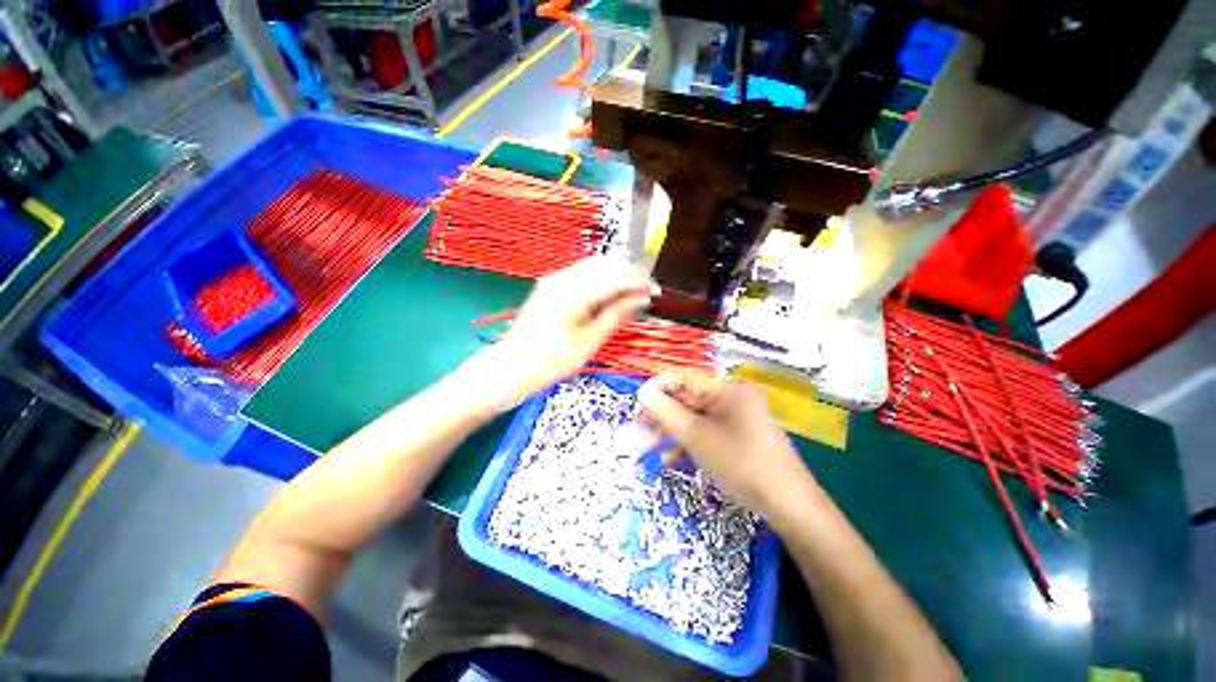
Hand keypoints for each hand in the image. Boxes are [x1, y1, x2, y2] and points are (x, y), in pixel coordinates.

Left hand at [467, 257, 655, 412]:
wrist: (513, 365)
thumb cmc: (552, 361)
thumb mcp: (590, 341)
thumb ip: (616, 314)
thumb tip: (641, 298)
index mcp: (572, 293)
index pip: (614, 277)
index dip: (637, 281)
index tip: (655, 290)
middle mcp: (562, 278)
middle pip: (604, 264)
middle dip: (627, 274)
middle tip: (642, 295)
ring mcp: (554, 279)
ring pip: (593, 266)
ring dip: (614, 276)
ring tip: (628, 297)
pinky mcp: (551, 285)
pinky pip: (582, 274)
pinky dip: (599, 281)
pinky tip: (607, 296)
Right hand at [637, 373, 814, 518]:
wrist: (787, 505)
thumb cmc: (739, 462)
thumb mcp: (696, 436)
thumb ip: (666, 412)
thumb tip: (642, 392)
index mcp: (728, 390)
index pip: (685, 380)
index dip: (659, 389)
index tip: (639, 404)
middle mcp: (734, 398)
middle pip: (689, 401)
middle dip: (664, 417)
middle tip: (641, 431)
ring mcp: (738, 418)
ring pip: (696, 419)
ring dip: (673, 432)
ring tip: (651, 449)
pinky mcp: (739, 437)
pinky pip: (709, 432)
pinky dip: (691, 443)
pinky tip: (673, 459)